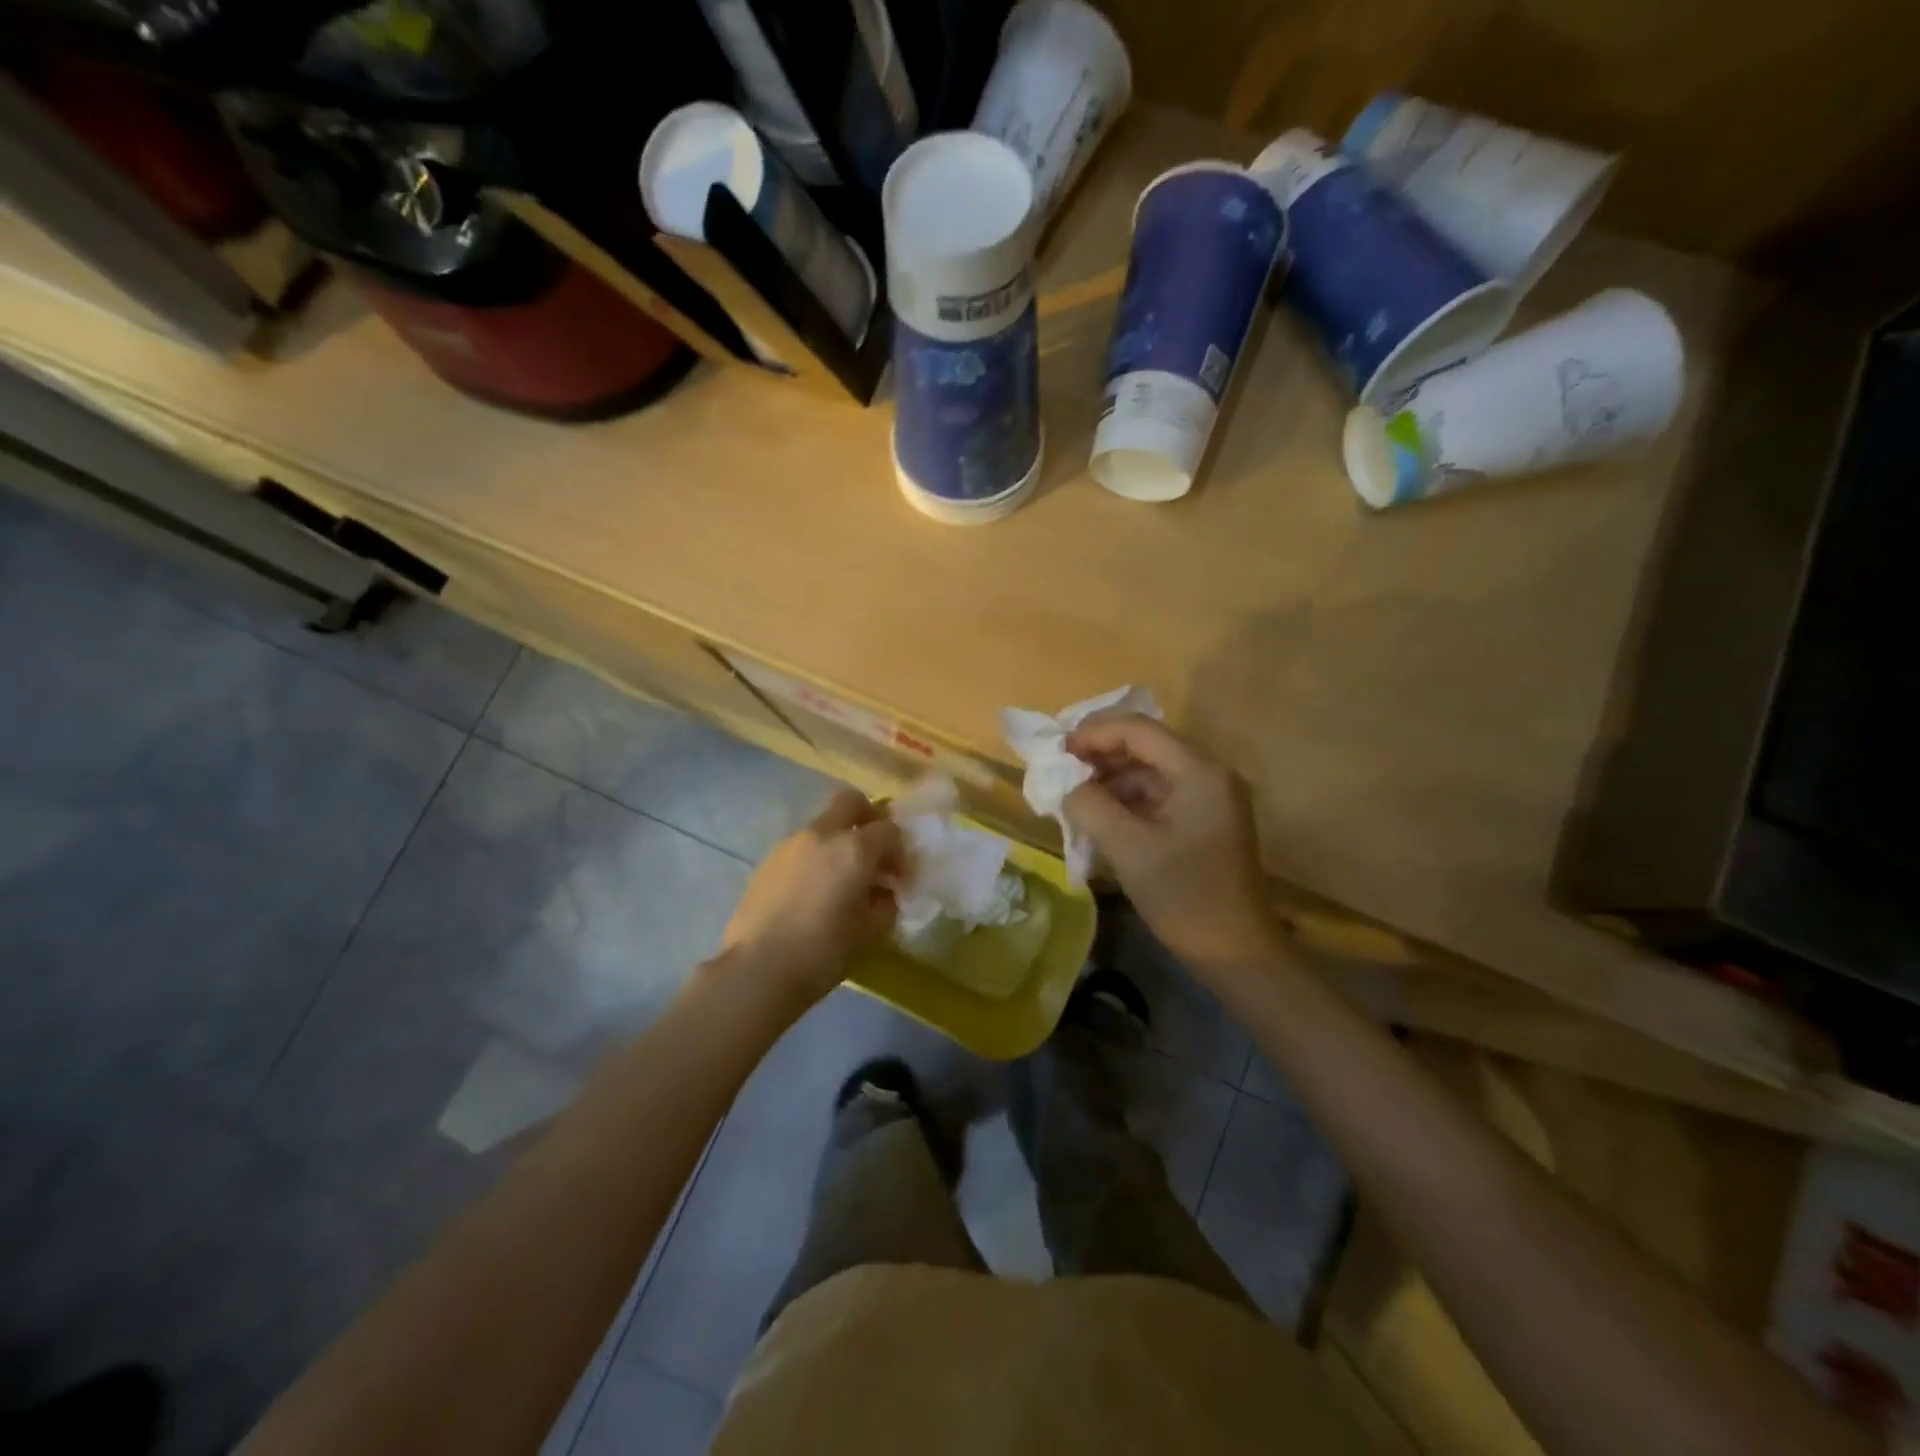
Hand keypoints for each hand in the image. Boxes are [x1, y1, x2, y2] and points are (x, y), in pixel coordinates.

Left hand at [720, 790, 903, 1001]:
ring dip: (839, 842)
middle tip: (874, 853)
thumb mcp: (870, 931)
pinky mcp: (767, 861)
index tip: (899, 880)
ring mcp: (790, 844)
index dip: (900, 853)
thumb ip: (885, 904)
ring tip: (841, 881)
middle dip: (869, 819)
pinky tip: (813, 893)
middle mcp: (822, 834)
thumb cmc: (823, 951)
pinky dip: (815, 858)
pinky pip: (801, 848)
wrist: (757, 970)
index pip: (889, 830)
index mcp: (854, 848)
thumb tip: (884, 892)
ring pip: (823, 825)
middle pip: (852, 802)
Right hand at [1063, 715, 1281, 972]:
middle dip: (1100, 755)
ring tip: (1074, 797)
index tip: (1057, 753)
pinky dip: (1126, 800)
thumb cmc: (1184, 897)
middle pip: (1146, 745)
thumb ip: (1090, 805)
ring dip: (1110, 779)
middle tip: (1061, 773)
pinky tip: (1099, 818)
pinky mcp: (1204, 821)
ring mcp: (1209, 798)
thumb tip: (1064, 783)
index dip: (1094, 734)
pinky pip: (1158, 795)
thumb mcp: (1128, 849)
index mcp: (1199, 772)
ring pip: (1149, 771)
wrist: (1237, 954)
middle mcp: (1209, 774)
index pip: (1139, 730)